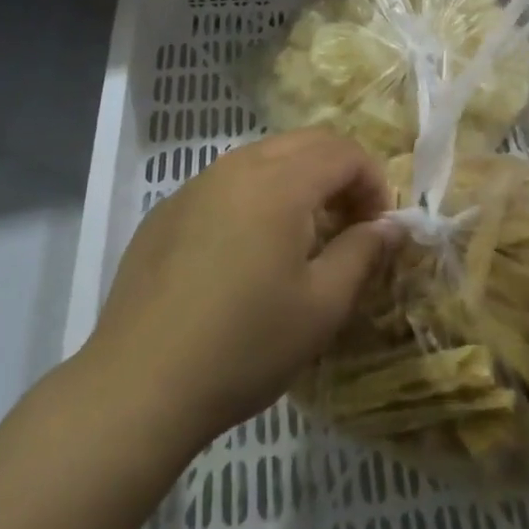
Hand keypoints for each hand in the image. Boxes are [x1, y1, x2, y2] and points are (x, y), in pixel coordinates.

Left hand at [85, 128, 396, 459]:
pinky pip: (227, 182)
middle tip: (347, 227)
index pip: (344, 151)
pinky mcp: (168, 209)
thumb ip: (364, 253)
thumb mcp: (321, 306)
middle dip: (339, 174)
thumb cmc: (244, 346)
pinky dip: (256, 197)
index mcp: (280, 182)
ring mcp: (197, 184)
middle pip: (306, 143)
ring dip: (298, 182)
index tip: (377, 229)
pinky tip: (245, 254)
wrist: (138, 385)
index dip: (373, 183)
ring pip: (264, 158)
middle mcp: (238, 166)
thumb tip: (391, 225)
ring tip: (300, 239)